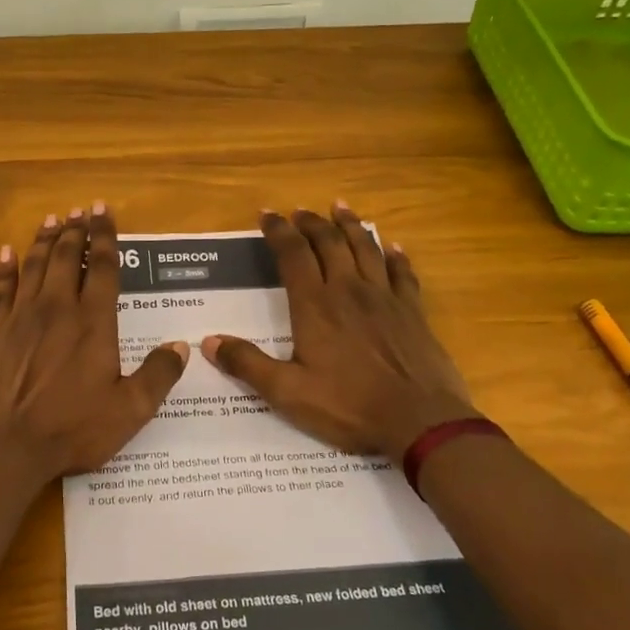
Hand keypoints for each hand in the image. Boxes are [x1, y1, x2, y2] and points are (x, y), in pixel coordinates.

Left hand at [0, 203, 190, 488]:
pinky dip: (6, 268)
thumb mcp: (129, 411)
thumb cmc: (71, 429)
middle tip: (79, 209)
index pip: (102, 267)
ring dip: (44, 239)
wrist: (3, 447)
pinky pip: (1, 289)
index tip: (103, 210)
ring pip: (34, 265)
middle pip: (65, 257)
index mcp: (93, 322)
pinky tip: (8, 252)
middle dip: (75, 230)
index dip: (104, 236)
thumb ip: (158, 376)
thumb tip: (182, 346)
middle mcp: (57, 308)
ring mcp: (21, 317)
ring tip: (52, 219)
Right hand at [201, 204, 476, 459]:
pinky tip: (393, 246)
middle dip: (311, 223)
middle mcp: (349, 290)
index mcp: (315, 306)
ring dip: (350, 225)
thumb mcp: (288, 393)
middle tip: (300, 211)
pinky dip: (395, 256)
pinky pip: (402, 273)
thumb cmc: (348, 407)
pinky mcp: (413, 312)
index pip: (293, 254)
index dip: (278, 231)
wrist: (420, 422)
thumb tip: (209, 342)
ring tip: (340, 208)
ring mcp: (385, 298)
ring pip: (366, 248)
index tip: (266, 215)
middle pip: (329, 243)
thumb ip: (248, 365)